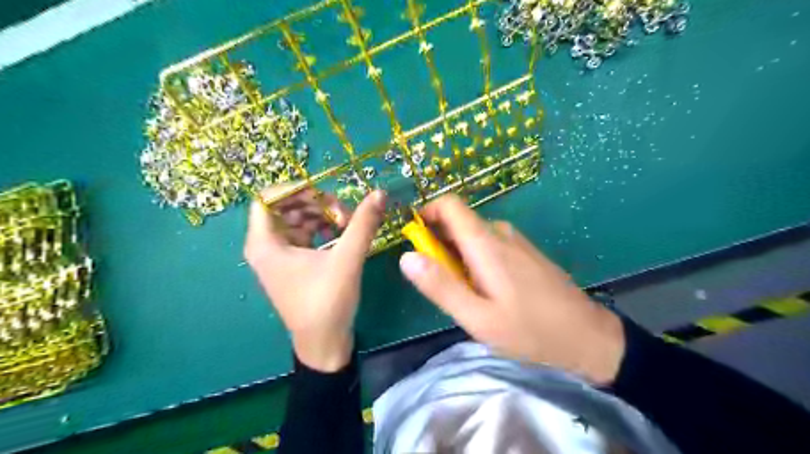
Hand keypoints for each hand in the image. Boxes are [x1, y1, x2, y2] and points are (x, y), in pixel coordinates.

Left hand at [243, 184, 384, 371]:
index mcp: (265, 243)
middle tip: (344, 213)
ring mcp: (279, 256)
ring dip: (322, 216)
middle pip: (286, 206)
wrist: (324, 344)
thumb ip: (362, 224)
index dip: (296, 189)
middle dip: (317, 204)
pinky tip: (342, 235)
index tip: (326, 194)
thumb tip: (379, 193)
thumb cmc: (327, 303)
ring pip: (298, 219)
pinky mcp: (293, 264)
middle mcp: (266, 246)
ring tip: (348, 225)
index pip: (268, 197)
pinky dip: (323, 229)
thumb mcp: (347, 260)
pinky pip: (305, 234)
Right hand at [398, 194, 624, 382]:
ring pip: (472, 235)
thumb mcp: (477, 317)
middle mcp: (500, 232)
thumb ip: (440, 286)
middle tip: (440, 282)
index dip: (426, 214)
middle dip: (438, 243)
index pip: (449, 204)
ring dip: (456, 255)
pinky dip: (474, 258)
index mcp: (486, 242)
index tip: (414, 240)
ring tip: (464, 292)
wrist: (587, 336)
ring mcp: (515, 240)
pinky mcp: (524, 251)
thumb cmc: (529, 330)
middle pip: (458, 221)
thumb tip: (407, 257)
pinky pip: (488, 244)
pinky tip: (486, 290)